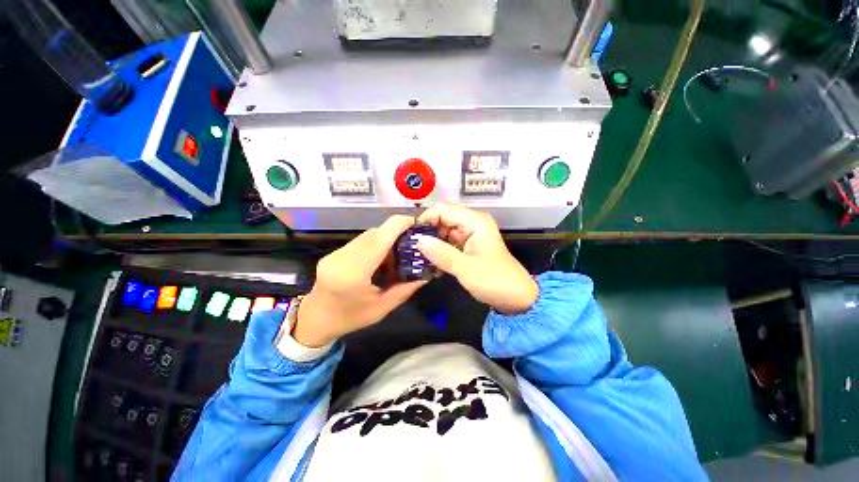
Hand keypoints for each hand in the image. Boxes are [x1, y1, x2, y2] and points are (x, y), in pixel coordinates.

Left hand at [294, 216, 426, 346]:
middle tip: (413, 241)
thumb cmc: (349, 319)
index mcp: (353, 273)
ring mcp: (335, 253)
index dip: (398, 225)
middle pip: (374, 233)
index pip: (378, 239)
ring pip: (368, 235)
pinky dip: (376, 244)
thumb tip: (426, 273)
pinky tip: (382, 257)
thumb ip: (405, 289)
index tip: (416, 223)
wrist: (314, 320)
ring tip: (399, 252)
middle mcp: (342, 258)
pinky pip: (361, 241)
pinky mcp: (335, 252)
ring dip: (386, 238)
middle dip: (396, 231)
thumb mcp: (381, 309)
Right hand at [415, 204, 537, 313]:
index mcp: (475, 222)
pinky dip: (439, 249)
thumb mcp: (466, 268)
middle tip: (411, 247)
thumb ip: (441, 253)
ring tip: (417, 254)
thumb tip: (417, 240)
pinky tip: (429, 260)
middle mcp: (472, 223)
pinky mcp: (467, 246)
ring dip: (431, 241)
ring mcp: (470, 234)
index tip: (411, 235)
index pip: (443, 209)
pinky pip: (448, 242)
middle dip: (427, 231)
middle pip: (442, 218)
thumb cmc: (494, 281)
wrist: (515, 297)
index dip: (426, 219)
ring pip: (443, 231)